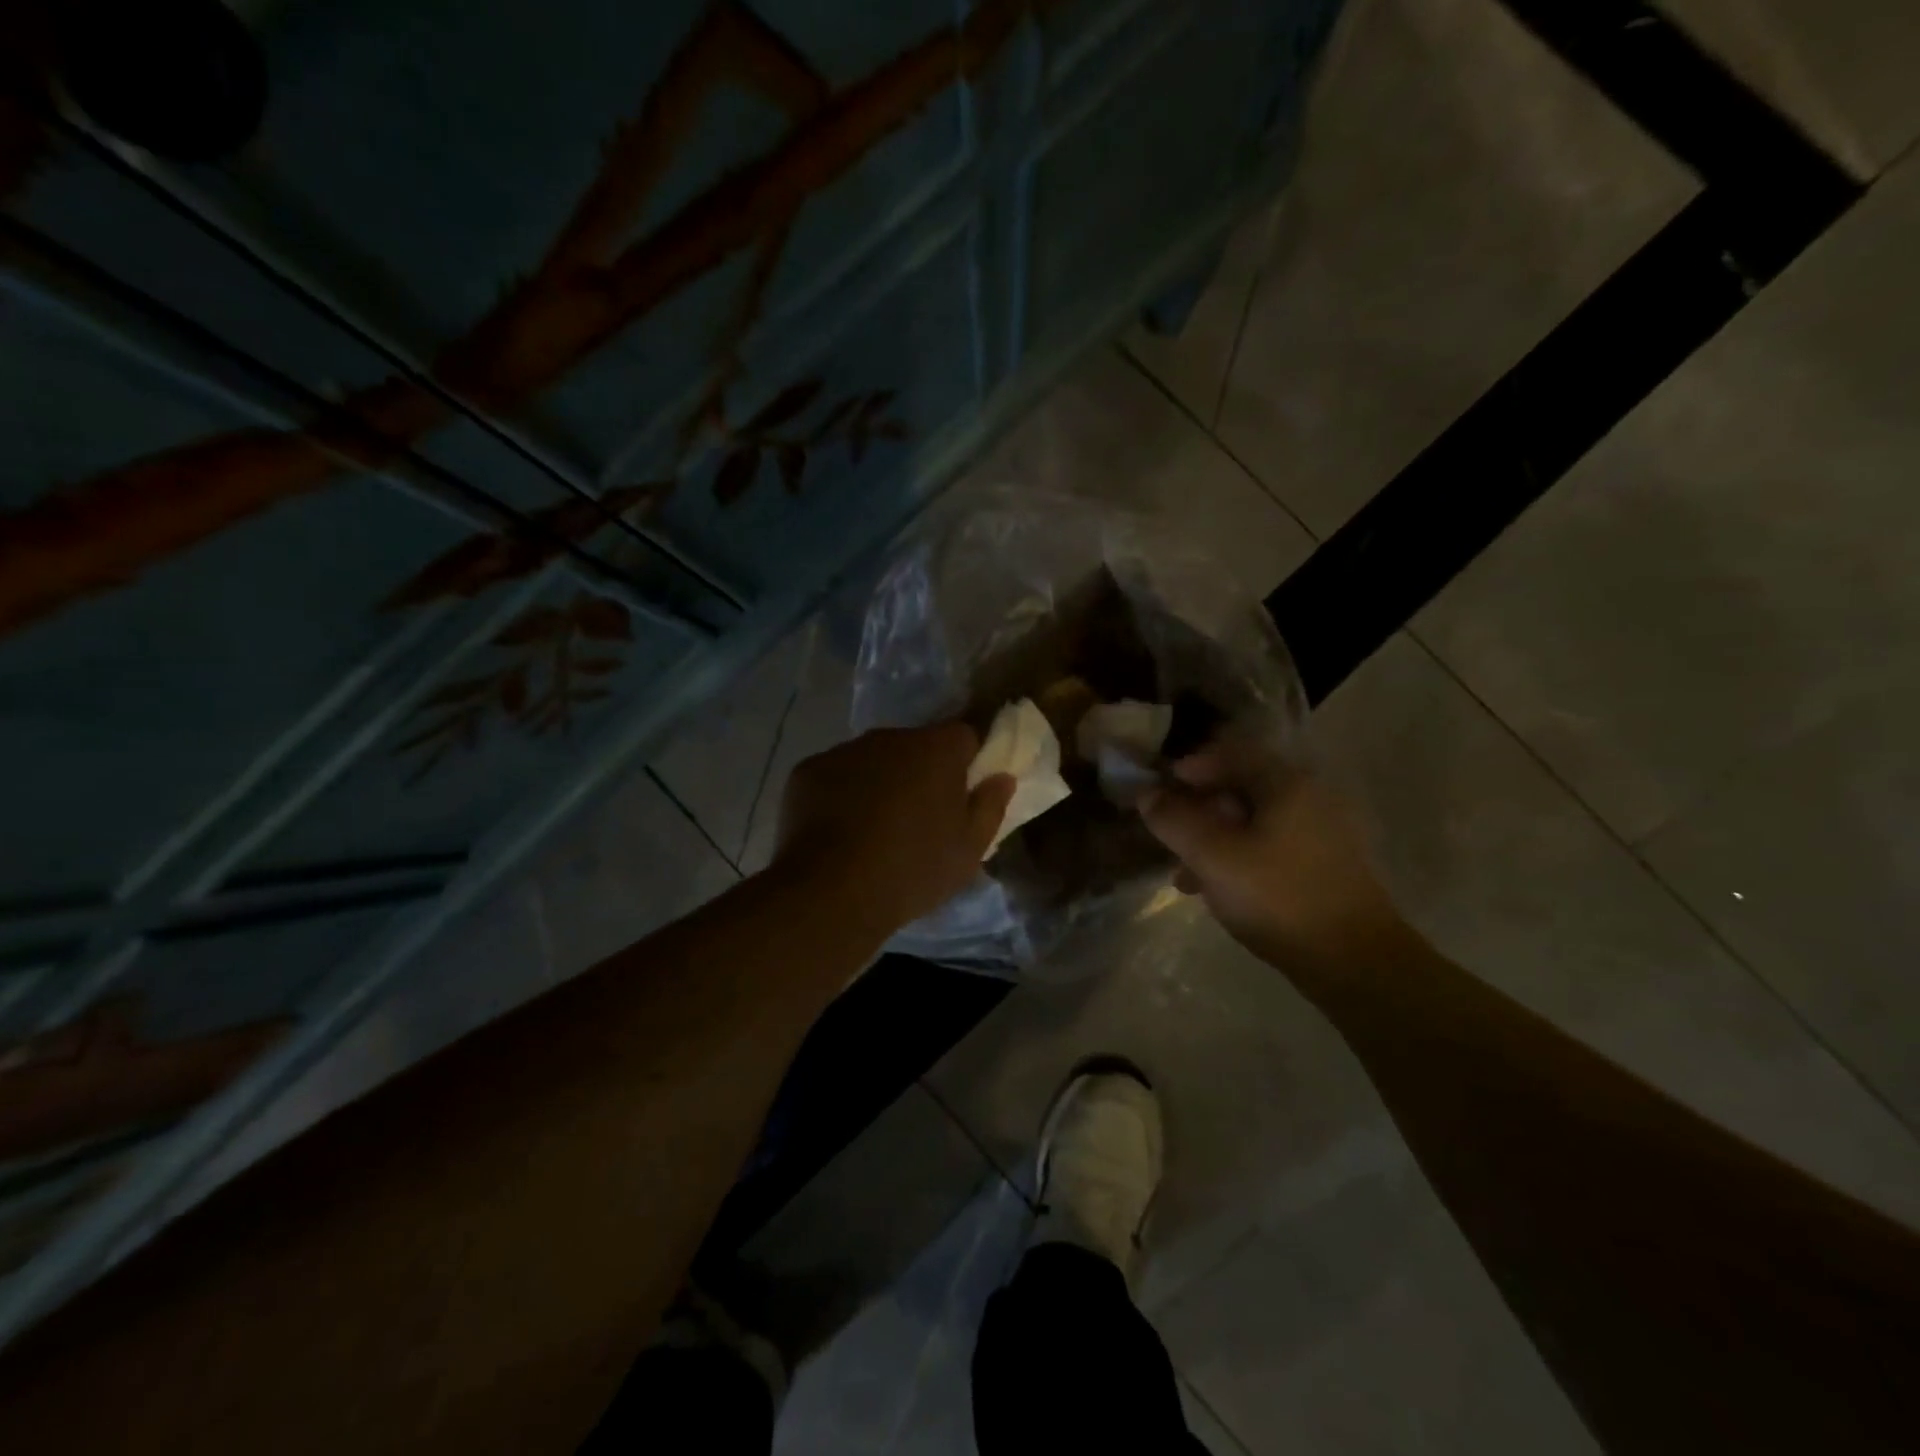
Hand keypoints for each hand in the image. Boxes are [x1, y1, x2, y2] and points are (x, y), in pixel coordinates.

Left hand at [772, 724, 1015, 936]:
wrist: (832, 892)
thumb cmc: (913, 870)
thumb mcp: (970, 849)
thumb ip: (991, 806)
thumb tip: (1001, 776)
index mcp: (936, 750)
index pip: (963, 736)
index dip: (966, 762)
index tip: (961, 795)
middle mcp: (890, 737)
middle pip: (915, 745)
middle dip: (920, 772)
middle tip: (918, 818)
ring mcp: (844, 751)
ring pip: (873, 759)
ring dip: (879, 781)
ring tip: (874, 828)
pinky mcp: (807, 770)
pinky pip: (836, 775)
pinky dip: (840, 794)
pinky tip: (838, 831)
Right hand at [1138, 733, 1401, 969]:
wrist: (1355, 962)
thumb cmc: (1278, 897)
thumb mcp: (1213, 856)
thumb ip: (1175, 820)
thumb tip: (1147, 795)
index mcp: (1286, 783)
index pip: (1230, 753)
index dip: (1189, 767)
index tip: (1158, 791)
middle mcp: (1308, 797)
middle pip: (1240, 787)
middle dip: (1197, 809)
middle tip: (1168, 835)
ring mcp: (1320, 833)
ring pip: (1251, 821)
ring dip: (1213, 838)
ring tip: (1183, 873)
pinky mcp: (1323, 865)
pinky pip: (1268, 846)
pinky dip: (1237, 858)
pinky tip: (1215, 890)